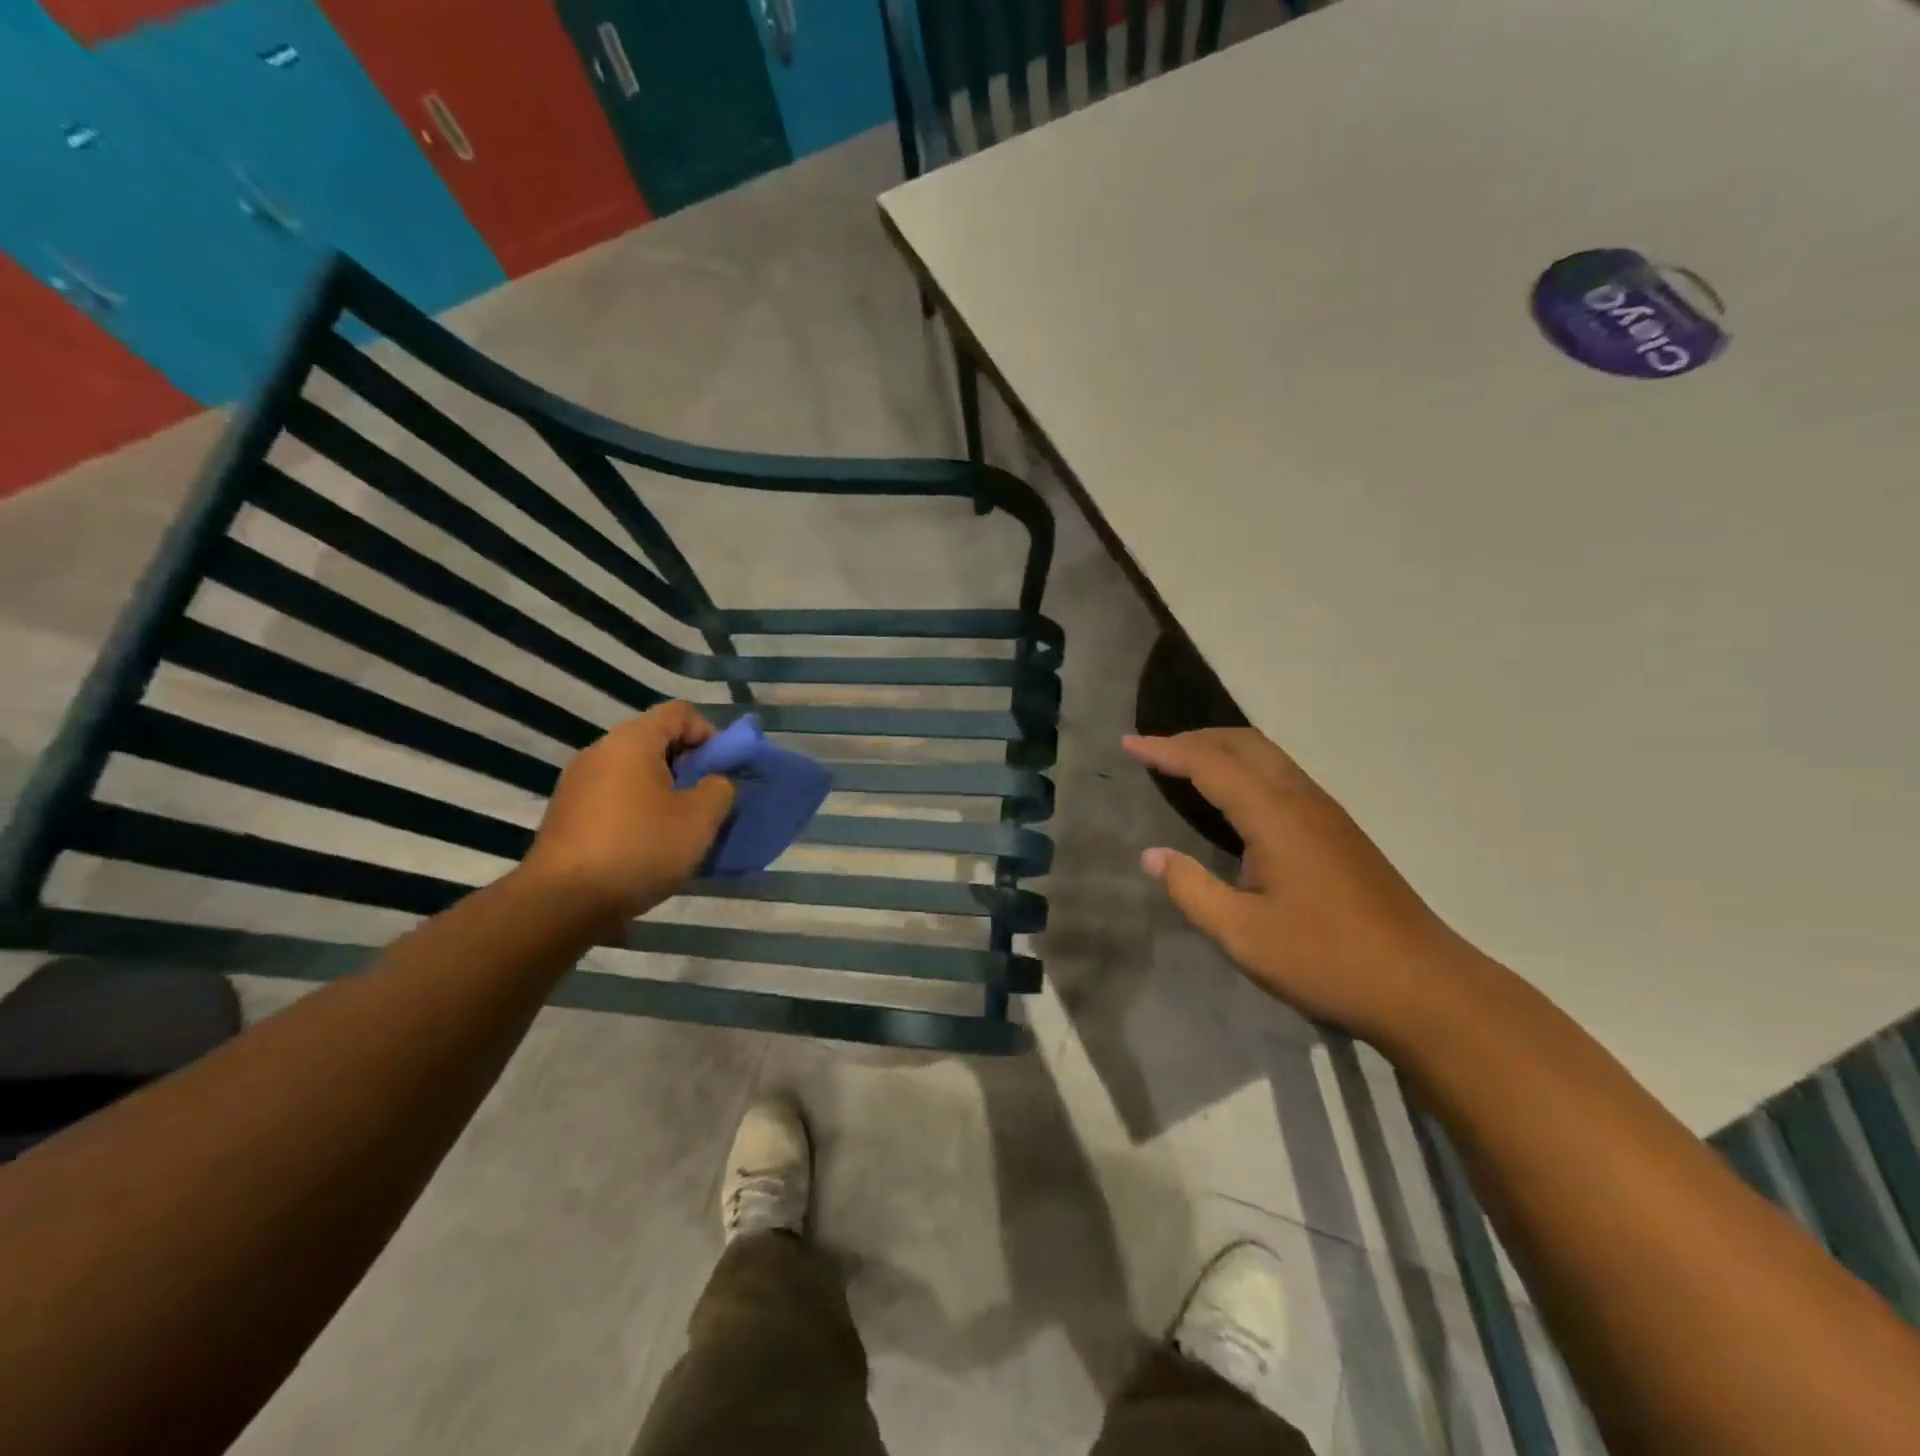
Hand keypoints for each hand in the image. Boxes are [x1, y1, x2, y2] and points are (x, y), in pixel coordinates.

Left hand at [521, 703, 735, 929]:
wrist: (562, 903)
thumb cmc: (640, 848)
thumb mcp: (700, 819)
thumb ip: (719, 789)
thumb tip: (714, 783)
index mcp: (632, 740)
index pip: (680, 712)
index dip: (710, 734)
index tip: (722, 771)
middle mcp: (600, 751)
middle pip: (655, 740)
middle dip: (688, 765)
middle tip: (706, 801)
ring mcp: (577, 783)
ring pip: (634, 771)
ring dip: (664, 790)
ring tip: (679, 826)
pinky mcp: (567, 814)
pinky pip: (614, 796)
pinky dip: (637, 809)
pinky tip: (647, 844)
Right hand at [1124, 728, 1485, 1042]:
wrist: (1424, 986)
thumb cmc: (1327, 960)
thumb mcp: (1243, 935)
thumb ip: (1192, 889)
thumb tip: (1152, 856)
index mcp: (1275, 816)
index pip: (1210, 764)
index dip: (1166, 750)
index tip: (1129, 744)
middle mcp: (1302, 800)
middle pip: (1244, 744)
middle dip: (1195, 738)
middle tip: (1154, 751)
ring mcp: (1327, 814)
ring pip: (1268, 756)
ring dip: (1222, 750)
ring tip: (1185, 765)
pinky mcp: (1339, 832)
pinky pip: (1282, 776)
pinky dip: (1246, 768)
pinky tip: (1235, 800)